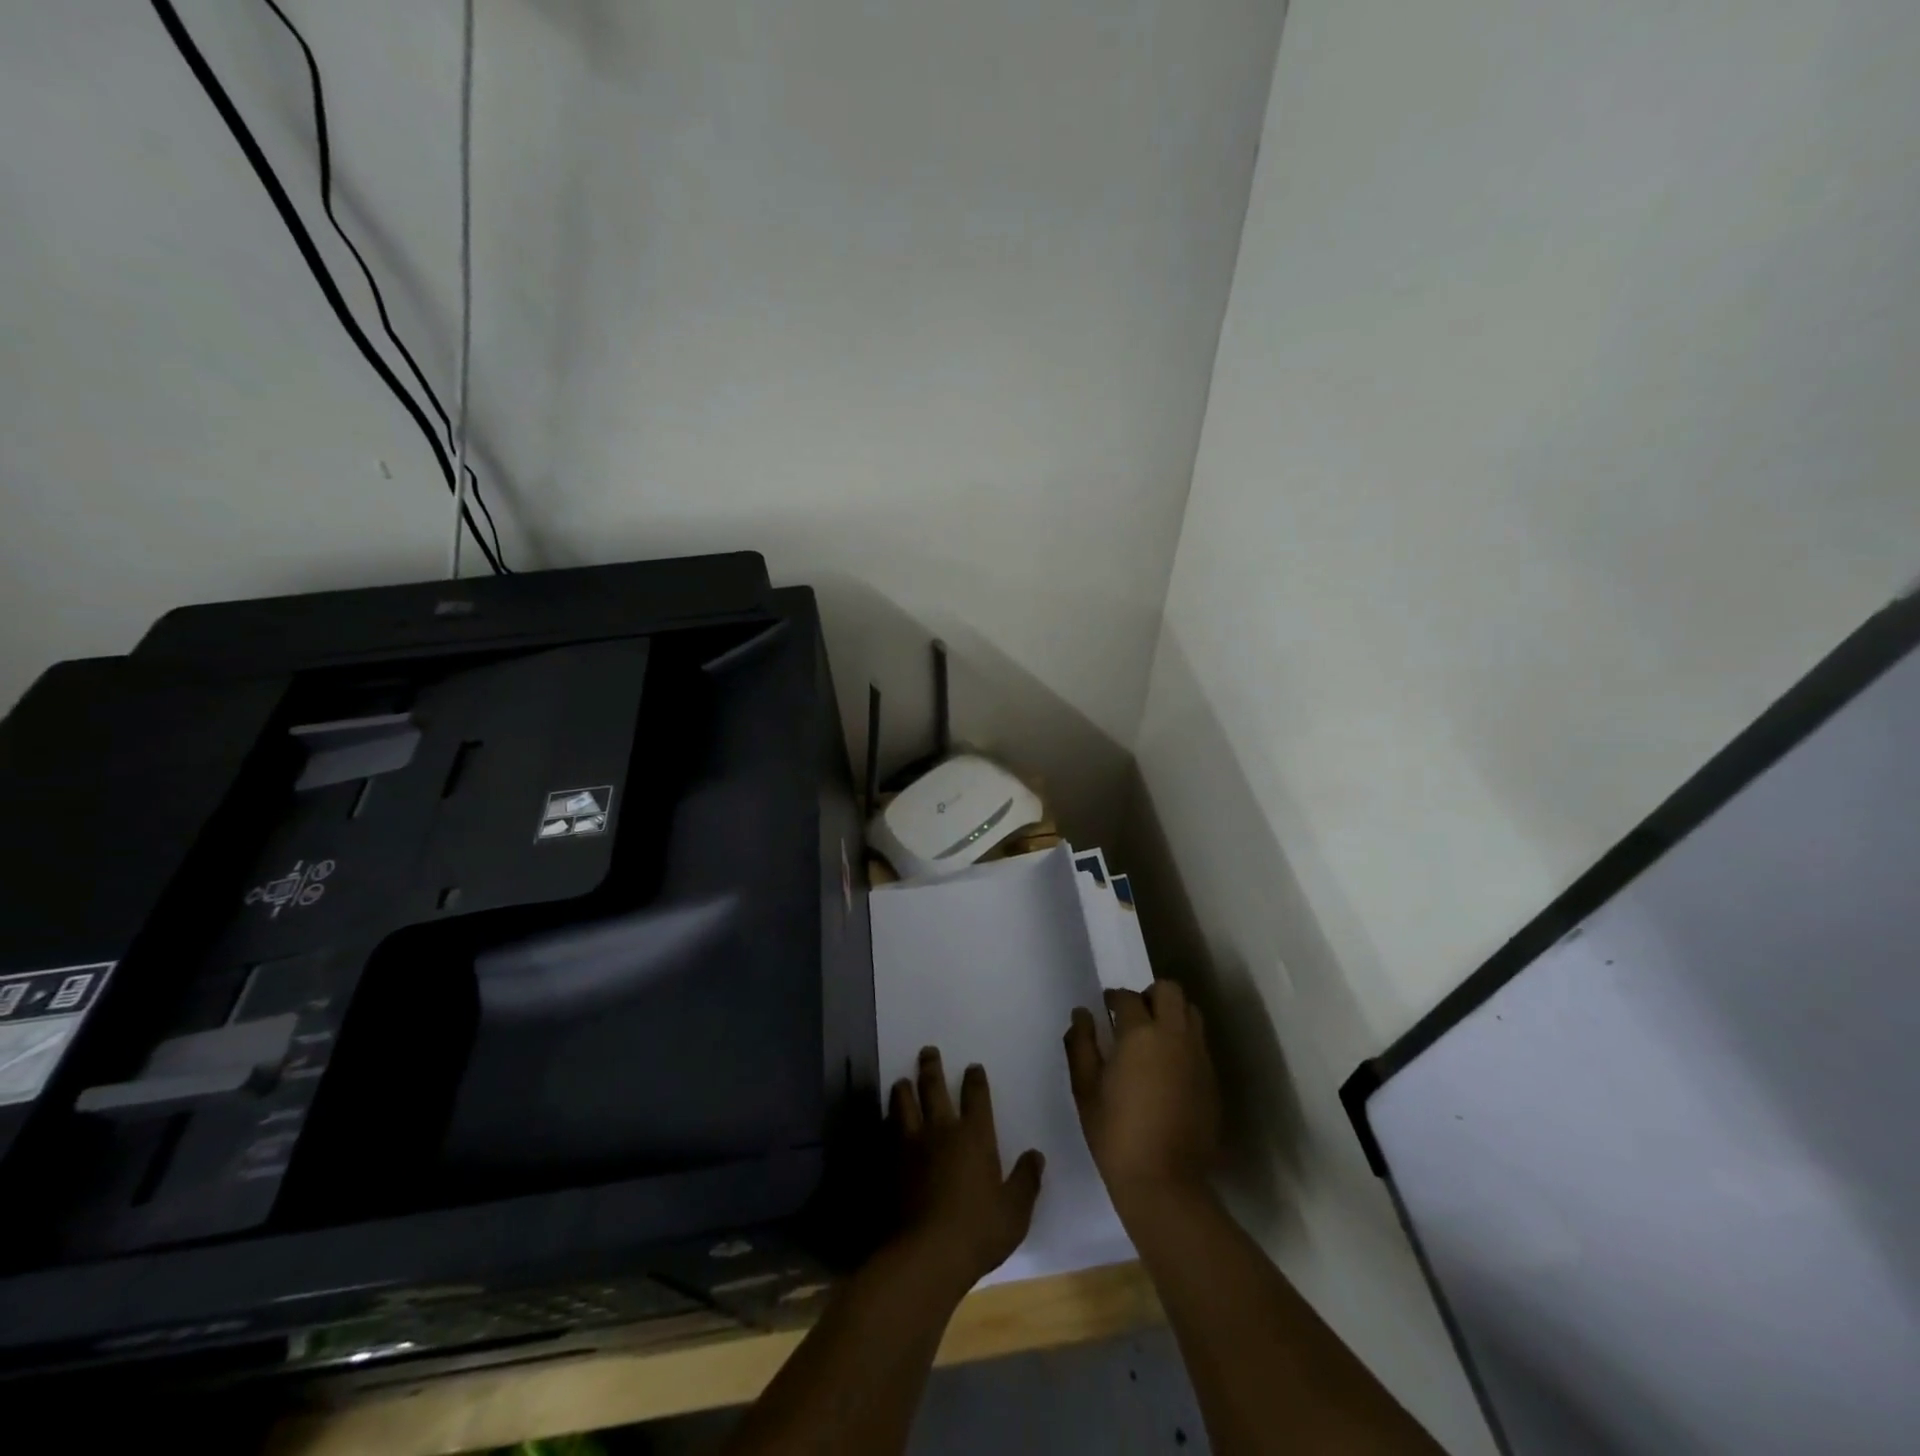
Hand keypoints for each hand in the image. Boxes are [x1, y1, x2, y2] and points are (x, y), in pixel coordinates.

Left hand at [890, 1047, 1043, 1288]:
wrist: (927, 1254)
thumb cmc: (979, 1230)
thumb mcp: (1015, 1211)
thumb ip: (1026, 1180)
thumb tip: (1036, 1156)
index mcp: (975, 1136)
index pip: (976, 1096)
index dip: (975, 1079)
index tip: (973, 1067)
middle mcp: (942, 1130)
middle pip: (934, 1088)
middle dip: (931, 1067)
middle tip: (927, 1051)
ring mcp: (913, 1146)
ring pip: (905, 1105)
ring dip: (904, 1089)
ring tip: (902, 1080)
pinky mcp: (892, 1164)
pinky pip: (890, 1132)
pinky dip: (889, 1120)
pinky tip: (887, 1120)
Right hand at [1065, 982, 1220, 1209]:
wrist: (1165, 1183)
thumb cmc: (1116, 1134)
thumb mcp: (1085, 1089)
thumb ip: (1081, 1044)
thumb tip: (1082, 1014)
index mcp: (1140, 1034)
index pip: (1128, 997)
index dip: (1114, 998)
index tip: (1105, 1008)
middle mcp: (1175, 1036)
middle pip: (1170, 991)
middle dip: (1150, 995)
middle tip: (1134, 1017)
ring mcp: (1198, 1057)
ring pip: (1191, 1013)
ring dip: (1172, 1014)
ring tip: (1154, 1039)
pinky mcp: (1212, 1080)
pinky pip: (1200, 1043)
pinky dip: (1184, 1042)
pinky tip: (1168, 1068)